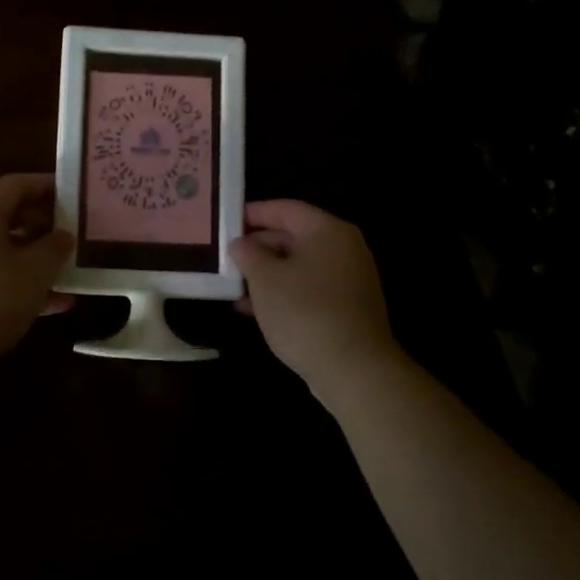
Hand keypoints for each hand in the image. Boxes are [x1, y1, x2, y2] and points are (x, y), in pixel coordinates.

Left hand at [0, 174, 74, 357]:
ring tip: (65, 274)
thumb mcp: (36, 271)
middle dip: (41, 225)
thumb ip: (55, 247)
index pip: (15, 184)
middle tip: (70, 236)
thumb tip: (63, 235)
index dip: (45, 186)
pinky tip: (48, 304)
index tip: (71, 195)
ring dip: (32, 258)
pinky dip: (15, 281)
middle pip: (5, 215)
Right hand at [231, 201, 400, 390]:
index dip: (252, 213)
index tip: (224, 223)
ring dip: (266, 273)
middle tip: (225, 257)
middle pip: (293, 236)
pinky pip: (308, 289)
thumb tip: (241, 244)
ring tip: (232, 284)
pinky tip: (254, 309)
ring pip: (298, 265)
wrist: (354, 370)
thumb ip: (248, 254)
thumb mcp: (265, 279)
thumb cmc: (305, 313)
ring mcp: (348, 279)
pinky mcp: (346, 308)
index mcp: (327, 231)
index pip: (284, 209)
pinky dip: (283, 293)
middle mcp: (343, 248)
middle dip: (257, 246)